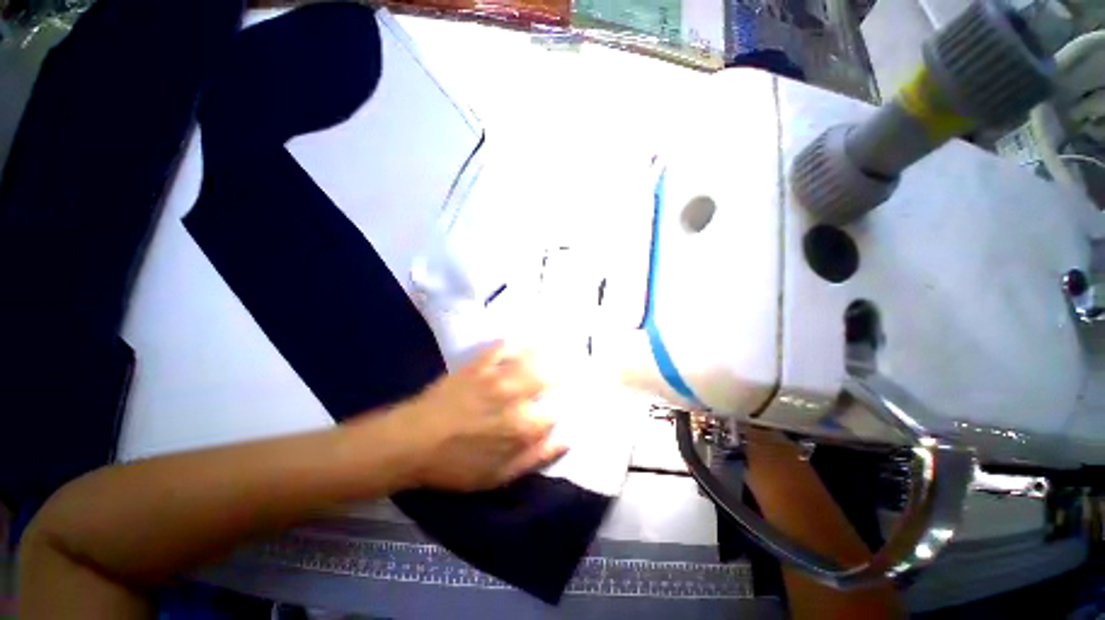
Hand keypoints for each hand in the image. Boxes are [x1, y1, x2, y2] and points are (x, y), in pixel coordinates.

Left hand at [394, 343, 567, 490]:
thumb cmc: (456, 465)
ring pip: (529, 359)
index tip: (560, 406)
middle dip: (559, 375)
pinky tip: (516, 341)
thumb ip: (536, 457)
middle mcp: (515, 396)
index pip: (555, 411)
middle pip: (547, 378)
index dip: (560, 408)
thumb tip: (566, 439)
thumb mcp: (499, 476)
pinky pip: (500, 348)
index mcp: (522, 426)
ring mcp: (496, 377)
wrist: (411, 442)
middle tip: (564, 372)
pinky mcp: (478, 365)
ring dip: (543, 355)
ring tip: (549, 351)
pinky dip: (511, 344)